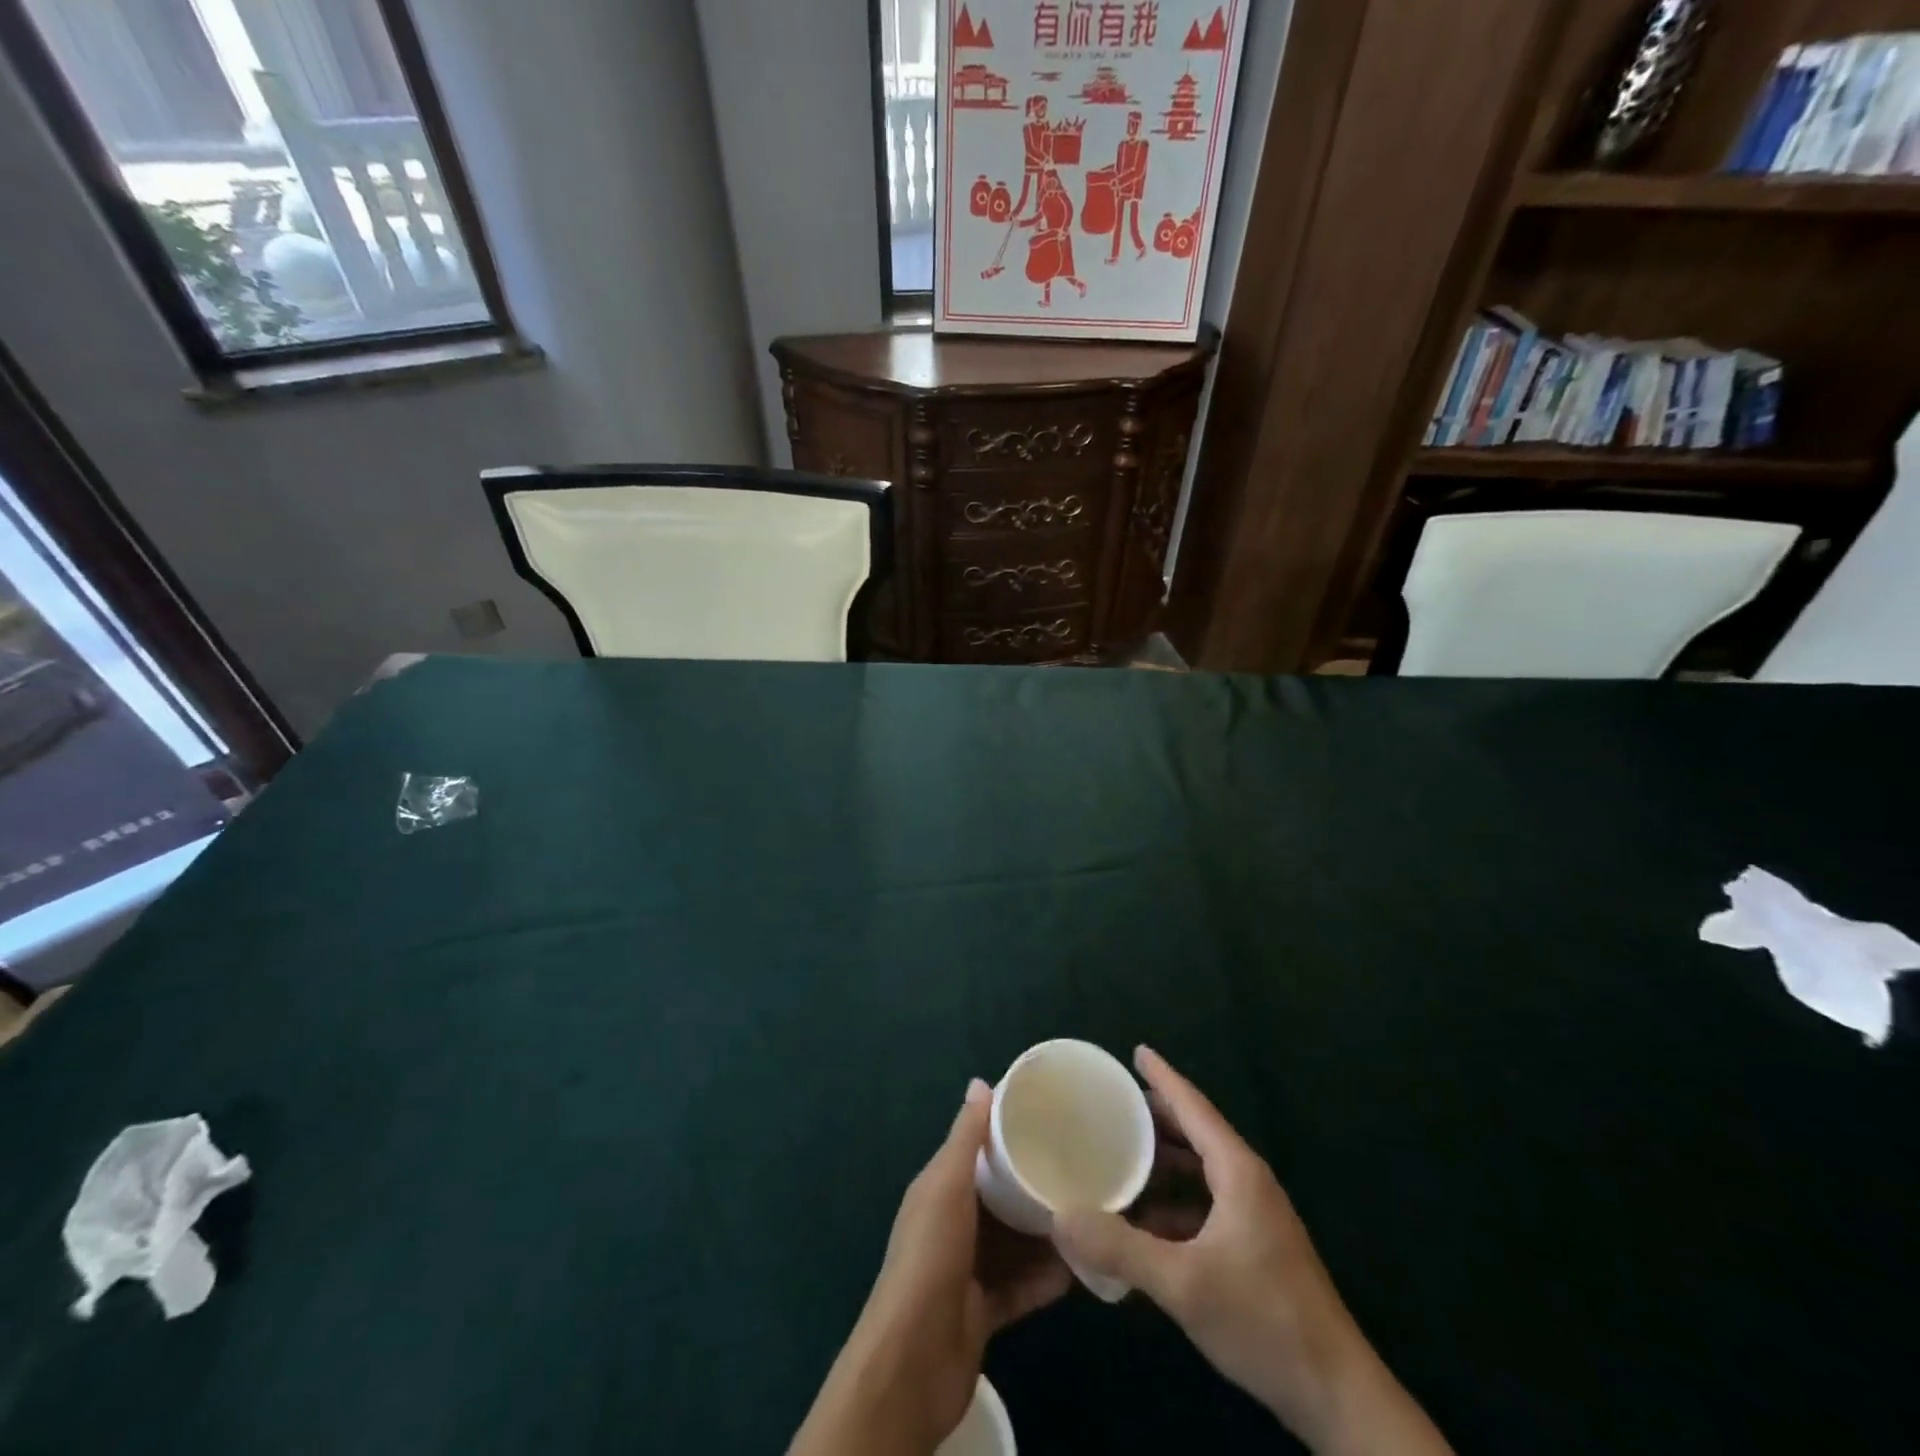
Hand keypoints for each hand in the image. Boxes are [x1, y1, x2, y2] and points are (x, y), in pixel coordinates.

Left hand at [790, 1080, 1070, 1455]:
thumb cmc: (931, 1256)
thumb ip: (965, 1138)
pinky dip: (1046, 1278)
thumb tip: (980, 1082)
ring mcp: (968, 1270)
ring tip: (1090, 1216)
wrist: (914, 1359)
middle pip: (1000, 1198)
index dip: (1007, 1136)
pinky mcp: (985, 1311)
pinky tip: (1080, 1268)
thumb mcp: (946, 1185)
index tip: (1050, 1122)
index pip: (976, 1152)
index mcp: (939, 1189)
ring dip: (1046, 1234)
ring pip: (1014, 1243)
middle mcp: (953, 1224)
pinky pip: (1022, 1287)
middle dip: (1034, 1186)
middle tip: (1082, 1172)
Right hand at [1055, 1048, 1450, 1455]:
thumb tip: (1061, 1216)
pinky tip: (1144, 1220)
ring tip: (1118, 1156)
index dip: (1163, 1077)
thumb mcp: (1183, 1285)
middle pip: (1195, 1133)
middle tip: (1111, 1106)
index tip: (1136, 1050)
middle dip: (1155, 1118)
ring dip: (1162, 1162)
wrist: (1336, 1397)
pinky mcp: (1255, 1247)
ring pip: (1200, 1171)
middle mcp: (1248, 1183)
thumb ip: (1120, 1249)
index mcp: (1237, 1172)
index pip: (1193, 1106)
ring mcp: (1255, 1216)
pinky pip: (1205, 1204)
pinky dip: (1173, 1201)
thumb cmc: (1263, 1322)